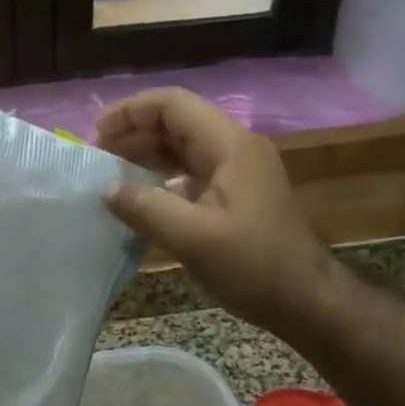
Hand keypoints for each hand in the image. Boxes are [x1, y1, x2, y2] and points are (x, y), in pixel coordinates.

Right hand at [96, 88, 337, 328]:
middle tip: (98, 158)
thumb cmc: (253, 265)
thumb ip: (145, 208)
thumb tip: (106, 189)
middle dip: (134, 133)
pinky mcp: (236, 194)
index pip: (173, 105)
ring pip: (183, 147)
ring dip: (146, 154)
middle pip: (177, 122)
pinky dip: (162, 177)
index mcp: (229, 145)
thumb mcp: (193, 238)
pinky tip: (141, 198)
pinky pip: (191, 171)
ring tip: (112, 176)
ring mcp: (238, 171)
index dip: (131, 112)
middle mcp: (235, 148)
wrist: (307, 301)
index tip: (97, 135)